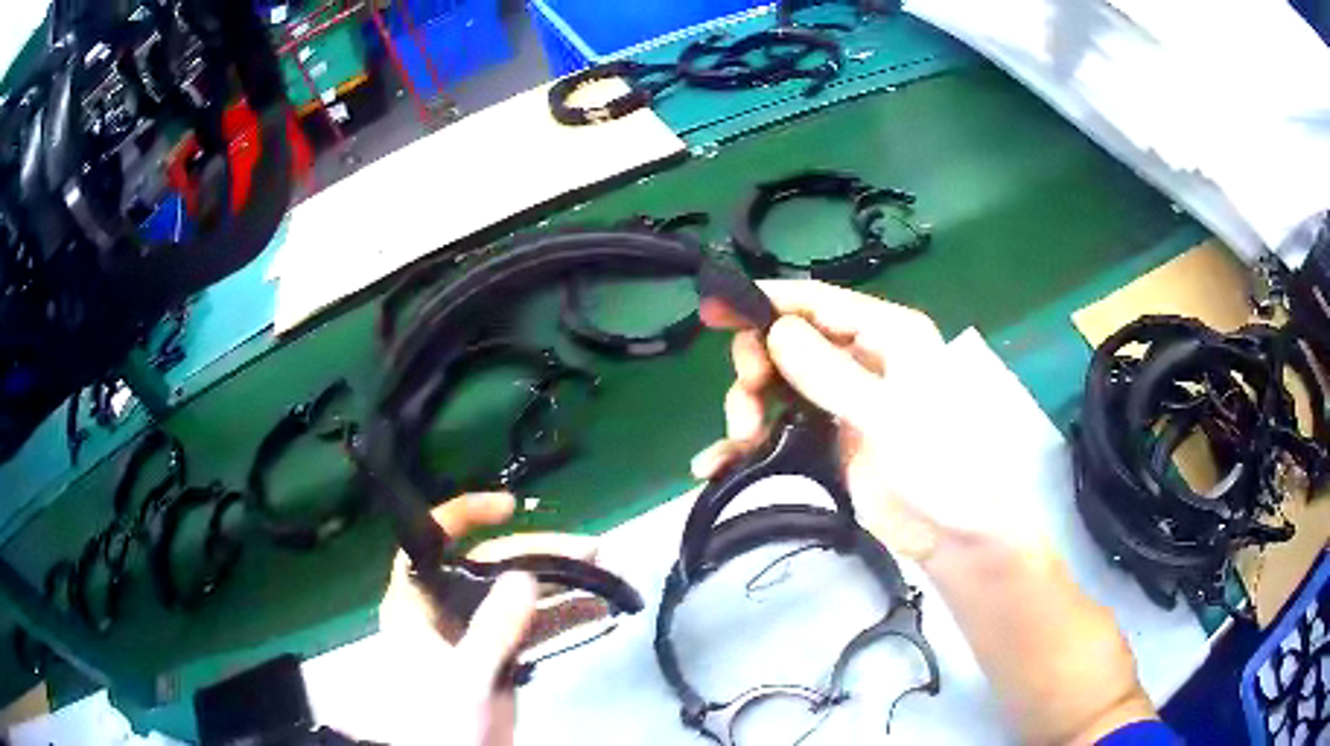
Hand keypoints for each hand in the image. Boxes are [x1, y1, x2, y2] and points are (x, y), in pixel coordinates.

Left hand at [369, 491, 596, 745]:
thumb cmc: (444, 720)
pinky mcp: (498, 652)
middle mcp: (444, 608)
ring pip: (515, 593)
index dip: (463, 516)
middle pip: (490, 566)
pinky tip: (597, 610)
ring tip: (606, 576)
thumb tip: (525, 576)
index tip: (508, 508)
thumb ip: (494, 629)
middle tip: (592, 549)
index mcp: (417, 604)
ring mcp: (473, 630)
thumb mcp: (468, 677)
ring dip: (560, 584)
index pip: (432, 543)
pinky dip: (561, 615)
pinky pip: (530, 624)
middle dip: (540, 555)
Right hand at [693, 279, 951, 560]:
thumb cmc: (944, 464)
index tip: (712, 311)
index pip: (817, 302)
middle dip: (756, 364)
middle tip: (747, 401)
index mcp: (887, 336)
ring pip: (777, 385)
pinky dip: (748, 444)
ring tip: (742, 439)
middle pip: (788, 342)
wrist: (960, 535)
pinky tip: (718, 464)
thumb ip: (832, 373)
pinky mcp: (830, 443)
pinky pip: (779, 428)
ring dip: (748, 406)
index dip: (765, 301)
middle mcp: (862, 360)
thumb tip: (775, 332)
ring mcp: (843, 403)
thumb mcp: (891, 414)